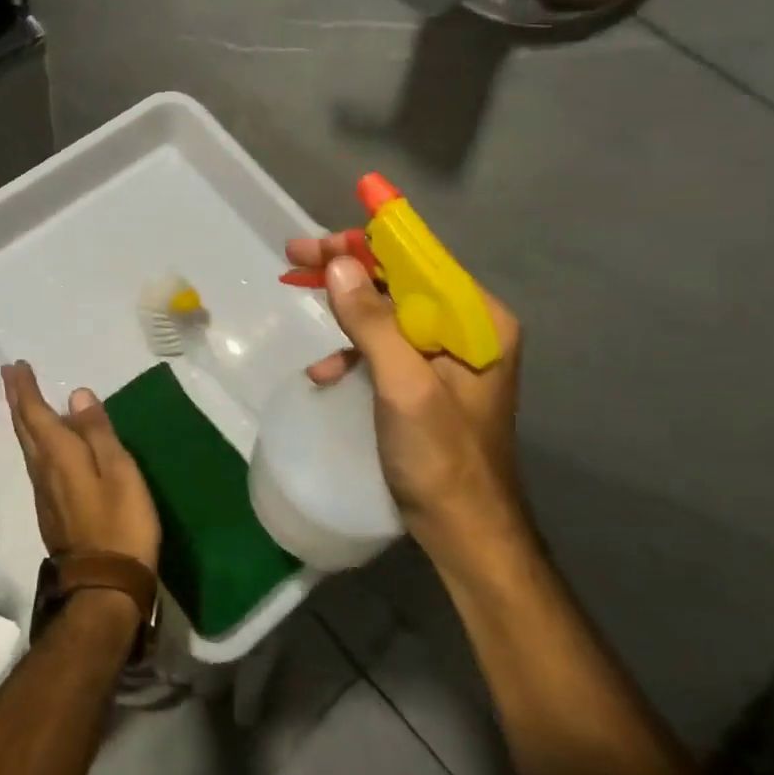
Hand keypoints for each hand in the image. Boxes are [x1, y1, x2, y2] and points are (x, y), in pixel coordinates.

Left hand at [0, 361, 160, 573]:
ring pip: (29, 448)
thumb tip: (76, 395)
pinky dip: (37, 442)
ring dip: (24, 421)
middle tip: (12, 377)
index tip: (15, 366)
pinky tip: (48, 445)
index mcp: (59, 456)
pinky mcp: (53, 512)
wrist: (105, 586)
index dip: (25, 389)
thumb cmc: (120, 522)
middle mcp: (44, 472)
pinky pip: (39, 464)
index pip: (35, 414)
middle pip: (25, 430)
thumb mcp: (118, 471)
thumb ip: (97, 432)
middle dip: (17, 400)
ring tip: (26, 402)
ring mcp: (45, 495)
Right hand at [286, 235, 527, 560]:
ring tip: (298, 291)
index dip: (369, 241)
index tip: (322, 239)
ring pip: (388, 310)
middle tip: (296, 258)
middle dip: (347, 268)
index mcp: (477, 320)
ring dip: (344, 304)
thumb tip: (339, 262)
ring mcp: (446, 355)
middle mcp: (467, 328)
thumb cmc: (441, 458)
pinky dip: (353, 349)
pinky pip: (385, 347)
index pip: (419, 260)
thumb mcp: (404, 385)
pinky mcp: (427, 380)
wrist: (466, 535)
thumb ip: (373, 321)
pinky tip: (325, 370)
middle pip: (400, 280)